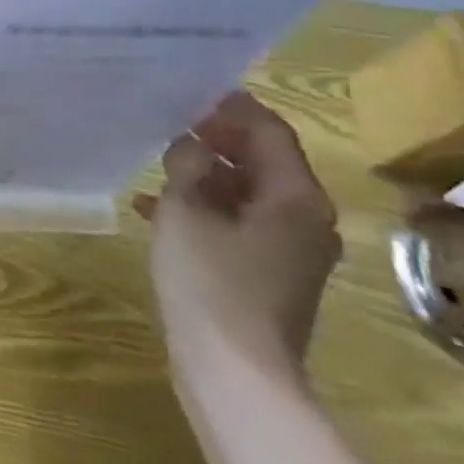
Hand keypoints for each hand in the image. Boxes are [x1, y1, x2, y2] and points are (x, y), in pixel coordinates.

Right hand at [134, 91, 340, 387]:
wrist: (235, 370)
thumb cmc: (210, 280)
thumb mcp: (185, 211)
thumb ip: (187, 167)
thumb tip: (191, 146)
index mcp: (295, 198)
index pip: (270, 133)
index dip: (233, 109)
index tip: (195, 93)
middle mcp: (306, 219)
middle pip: (264, 162)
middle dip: (218, 141)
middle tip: (173, 124)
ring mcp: (292, 251)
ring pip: (248, 194)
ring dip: (207, 175)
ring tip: (160, 163)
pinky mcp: (271, 274)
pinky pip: (241, 224)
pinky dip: (206, 210)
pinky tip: (157, 209)